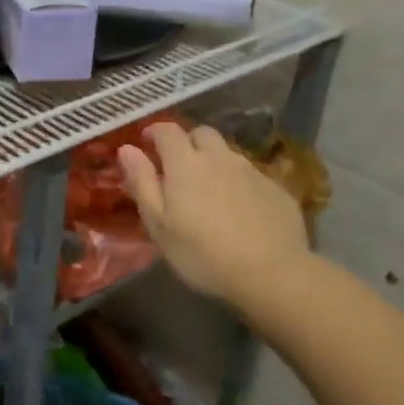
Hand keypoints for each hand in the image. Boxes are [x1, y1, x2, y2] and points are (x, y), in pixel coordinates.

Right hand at [119, 122, 308, 304]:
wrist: (271, 274)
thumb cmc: (202, 254)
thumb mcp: (159, 224)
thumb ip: (142, 182)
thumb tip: (127, 149)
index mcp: (186, 163)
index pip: (168, 130)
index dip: (155, 132)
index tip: (147, 143)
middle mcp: (220, 157)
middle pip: (201, 133)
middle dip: (187, 142)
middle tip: (178, 167)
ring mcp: (251, 171)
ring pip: (227, 153)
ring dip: (213, 162)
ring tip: (208, 191)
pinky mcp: (276, 188)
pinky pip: (250, 175)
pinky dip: (237, 182)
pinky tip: (238, 210)